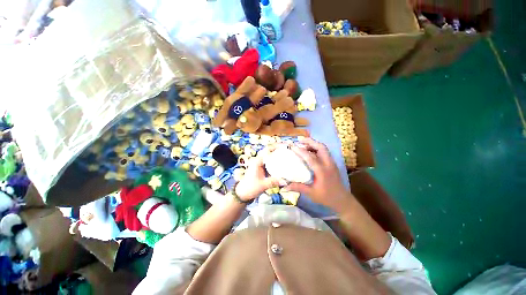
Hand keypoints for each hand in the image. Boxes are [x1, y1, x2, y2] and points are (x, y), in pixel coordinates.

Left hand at [235, 146, 286, 200]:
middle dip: (277, 149)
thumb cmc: (250, 188)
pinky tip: (282, 164)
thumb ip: (274, 182)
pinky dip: (275, 162)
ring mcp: (259, 165)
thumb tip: (286, 181)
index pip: (267, 150)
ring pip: (269, 157)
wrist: (243, 194)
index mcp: (257, 161)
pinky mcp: (261, 169)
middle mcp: (258, 161)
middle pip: (269, 151)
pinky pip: (269, 163)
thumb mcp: (263, 185)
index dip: (276, 147)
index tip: (284, 146)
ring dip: (276, 155)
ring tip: (286, 155)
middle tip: (287, 150)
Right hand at [285, 137, 349, 209]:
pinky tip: (310, 151)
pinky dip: (317, 148)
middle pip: (321, 147)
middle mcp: (328, 164)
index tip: (292, 146)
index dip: (300, 151)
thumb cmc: (327, 197)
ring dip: (314, 143)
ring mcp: (332, 163)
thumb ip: (298, 188)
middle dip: (310, 141)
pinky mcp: (332, 164)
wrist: (342, 201)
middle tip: (299, 139)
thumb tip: (284, 186)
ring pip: (324, 148)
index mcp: (322, 171)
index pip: (310, 157)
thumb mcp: (311, 193)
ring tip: (303, 143)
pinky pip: (324, 152)